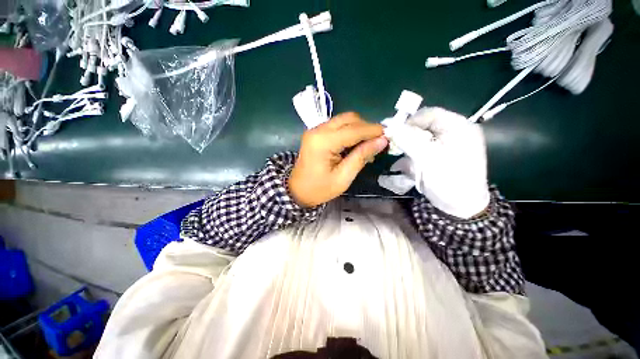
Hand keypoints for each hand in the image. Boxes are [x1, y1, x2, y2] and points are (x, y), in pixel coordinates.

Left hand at [289, 113, 388, 207]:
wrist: (297, 191)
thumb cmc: (320, 189)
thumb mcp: (343, 177)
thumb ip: (361, 156)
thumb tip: (382, 141)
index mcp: (323, 142)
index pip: (354, 130)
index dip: (373, 131)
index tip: (389, 135)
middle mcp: (318, 130)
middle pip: (349, 119)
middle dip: (366, 128)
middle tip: (378, 142)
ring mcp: (315, 130)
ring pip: (344, 120)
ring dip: (359, 129)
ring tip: (368, 145)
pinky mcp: (316, 133)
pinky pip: (337, 126)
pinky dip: (350, 132)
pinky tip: (355, 145)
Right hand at [383, 107, 489, 218]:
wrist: (461, 206)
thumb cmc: (448, 180)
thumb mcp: (427, 158)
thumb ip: (408, 140)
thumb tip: (389, 127)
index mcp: (459, 127)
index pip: (429, 114)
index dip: (409, 122)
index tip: (394, 134)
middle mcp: (455, 131)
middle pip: (425, 125)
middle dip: (408, 135)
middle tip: (395, 147)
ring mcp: (449, 143)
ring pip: (422, 137)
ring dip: (409, 146)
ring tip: (401, 157)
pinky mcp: (442, 154)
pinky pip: (424, 147)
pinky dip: (413, 153)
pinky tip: (408, 163)